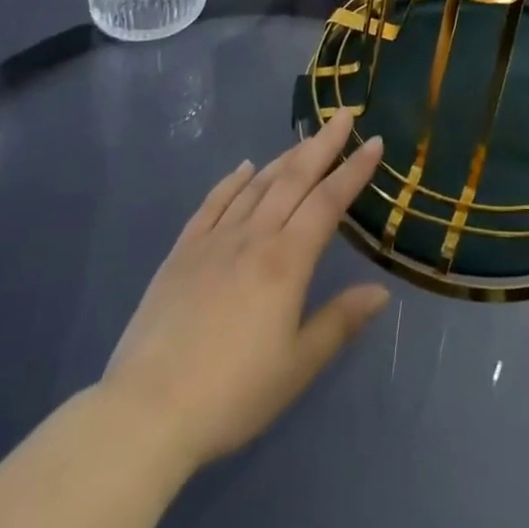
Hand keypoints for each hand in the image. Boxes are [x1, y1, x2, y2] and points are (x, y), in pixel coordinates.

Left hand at [99, 109, 389, 474]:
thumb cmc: (231, 394)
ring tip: (304, 141)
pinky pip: (213, 203)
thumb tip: (381, 290)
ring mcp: (215, 240)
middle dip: (322, 145)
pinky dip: (232, 181)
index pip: (328, 201)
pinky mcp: (183, 251)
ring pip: (257, 184)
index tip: (375, 141)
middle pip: (294, 178)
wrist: (146, 411)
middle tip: (342, 116)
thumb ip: (340, 323)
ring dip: (284, 158)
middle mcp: (254, 236)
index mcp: (286, 260)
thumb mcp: (296, 367)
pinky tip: (244, 167)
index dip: (354, 169)